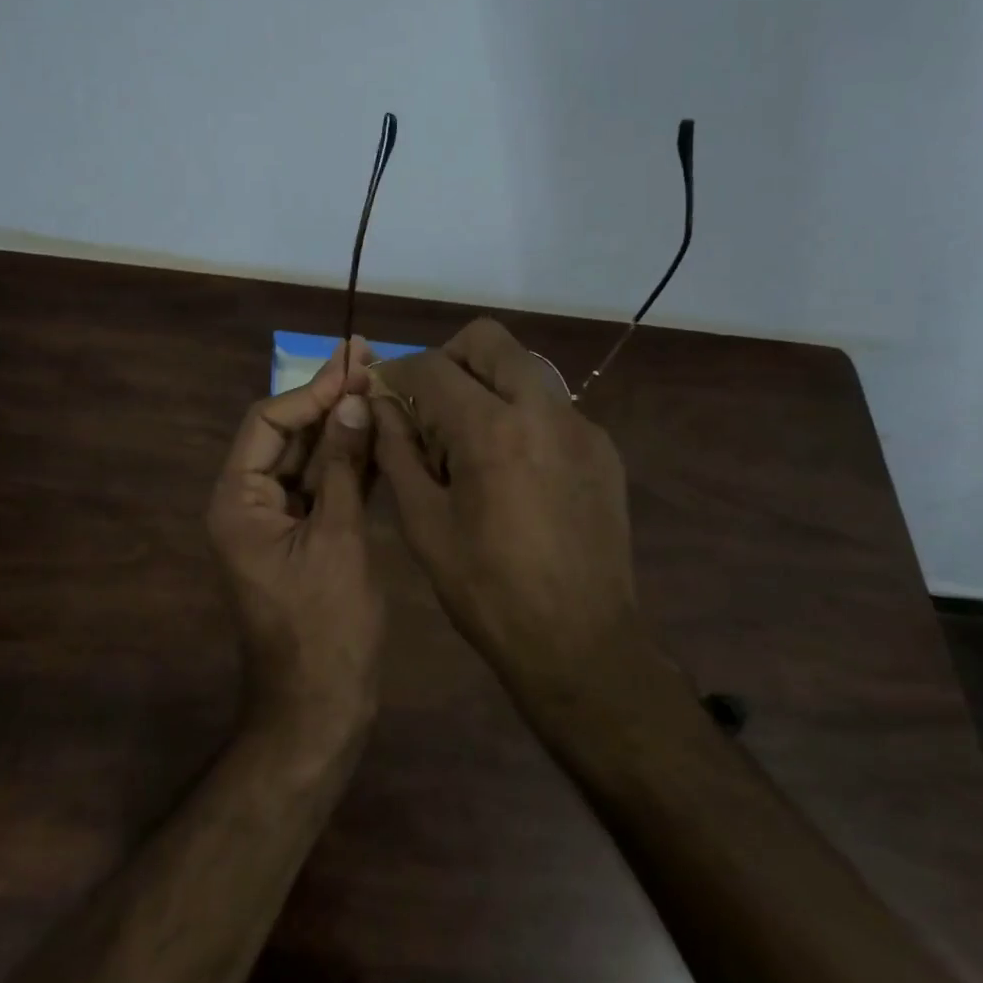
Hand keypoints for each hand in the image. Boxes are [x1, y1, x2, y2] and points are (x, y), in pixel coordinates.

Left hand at [207, 340, 382, 749]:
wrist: (320, 708)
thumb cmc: (325, 629)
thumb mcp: (338, 540)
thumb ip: (343, 468)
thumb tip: (352, 401)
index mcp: (238, 501)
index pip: (268, 422)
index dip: (312, 392)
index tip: (354, 365)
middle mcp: (250, 503)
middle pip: (287, 434)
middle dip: (328, 398)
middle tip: (367, 355)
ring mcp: (279, 521)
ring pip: (310, 458)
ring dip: (342, 424)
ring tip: (379, 380)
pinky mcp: (307, 536)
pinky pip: (326, 487)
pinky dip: (351, 461)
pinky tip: (380, 431)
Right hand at [372, 319, 650, 686]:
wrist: (580, 642)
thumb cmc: (487, 590)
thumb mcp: (424, 523)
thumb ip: (397, 451)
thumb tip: (378, 404)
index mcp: (492, 429)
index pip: (432, 367)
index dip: (396, 373)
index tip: (380, 391)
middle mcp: (544, 410)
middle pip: (488, 340)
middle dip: (448, 359)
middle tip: (428, 406)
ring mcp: (581, 426)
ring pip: (524, 369)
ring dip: (486, 384)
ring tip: (468, 441)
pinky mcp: (604, 449)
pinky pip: (552, 407)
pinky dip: (520, 416)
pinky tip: (511, 470)